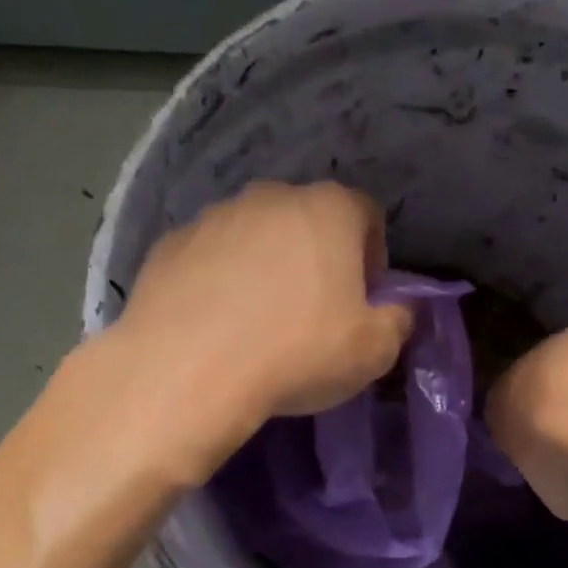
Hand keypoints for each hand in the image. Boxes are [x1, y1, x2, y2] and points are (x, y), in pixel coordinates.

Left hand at [104, 180, 413, 461]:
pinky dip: (219, 282)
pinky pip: (210, 259)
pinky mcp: (169, 245)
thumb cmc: (298, 352)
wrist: (189, 370)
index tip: (365, 298)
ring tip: (260, 322)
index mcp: (328, 210)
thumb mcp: (374, 351)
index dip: (373, 256)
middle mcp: (270, 198)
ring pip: (254, 237)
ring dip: (265, 268)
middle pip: (307, 221)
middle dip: (317, 258)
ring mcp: (214, 217)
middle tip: (315, 311)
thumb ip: (398, 321)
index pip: (366, 215)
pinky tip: (217, 326)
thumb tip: (398, 310)